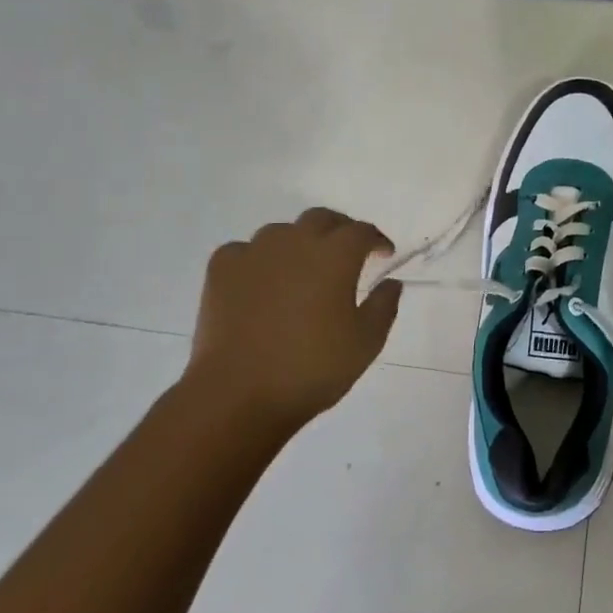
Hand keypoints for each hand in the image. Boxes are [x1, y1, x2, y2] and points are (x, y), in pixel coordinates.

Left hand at [187, 208, 400, 428]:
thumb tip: (390, 282)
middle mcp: (296, 241)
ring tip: (302, 270)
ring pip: (282, 232)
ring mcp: (254, 252)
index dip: (377, 240)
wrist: (238, 394)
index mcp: (335, 255)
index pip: (362, 231)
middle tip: (346, 254)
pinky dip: (258, 260)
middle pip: (322, 219)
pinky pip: (245, 251)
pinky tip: (260, 282)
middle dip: (340, 230)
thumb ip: (384, 306)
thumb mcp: (366, 343)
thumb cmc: (312, 369)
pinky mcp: (222, 269)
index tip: (383, 255)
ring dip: (298, 243)